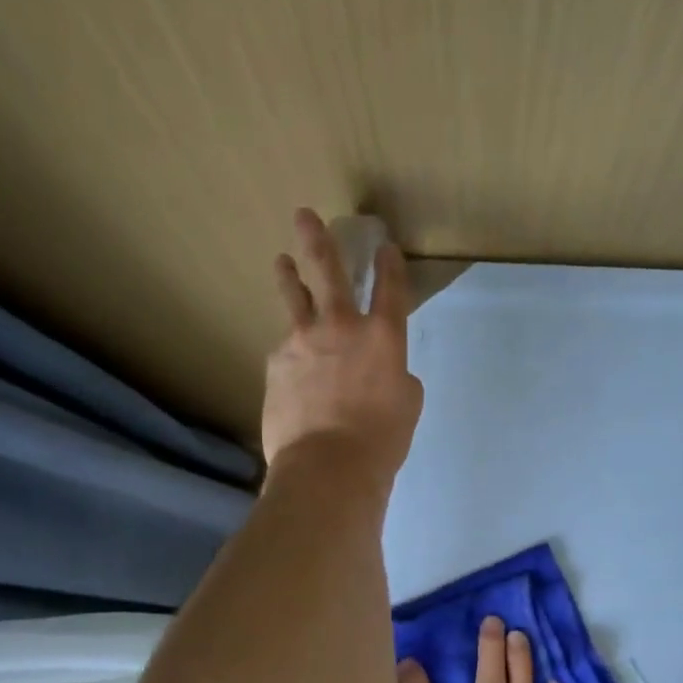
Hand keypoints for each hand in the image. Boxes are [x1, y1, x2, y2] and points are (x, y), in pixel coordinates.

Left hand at [262, 208, 423, 489]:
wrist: (327, 466)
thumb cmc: (380, 441)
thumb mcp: (406, 406)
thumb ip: (396, 377)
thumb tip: (383, 373)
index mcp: (383, 337)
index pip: (390, 289)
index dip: (389, 265)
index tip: (384, 247)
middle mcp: (341, 327)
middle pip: (329, 272)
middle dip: (319, 240)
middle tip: (305, 216)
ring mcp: (302, 342)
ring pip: (294, 300)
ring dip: (289, 277)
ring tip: (283, 261)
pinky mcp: (275, 365)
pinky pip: (285, 351)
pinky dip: (291, 352)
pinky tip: (290, 364)